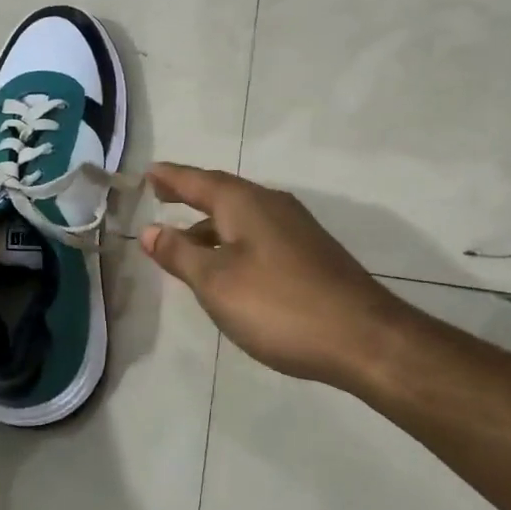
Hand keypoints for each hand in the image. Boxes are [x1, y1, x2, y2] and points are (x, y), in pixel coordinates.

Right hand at [140, 163, 412, 388]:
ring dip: (210, 224)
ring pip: (241, 216)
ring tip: (185, 241)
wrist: (363, 337)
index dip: (169, 177)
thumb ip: (179, 254)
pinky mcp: (309, 252)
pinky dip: (232, 240)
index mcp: (244, 202)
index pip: (196, 180)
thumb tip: (149, 229)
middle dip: (189, 196)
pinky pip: (258, 234)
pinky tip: (228, 266)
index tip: (147, 172)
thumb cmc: (278, 305)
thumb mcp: (216, 282)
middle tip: (161, 197)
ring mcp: (295, 228)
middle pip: (221, 193)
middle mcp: (271, 204)